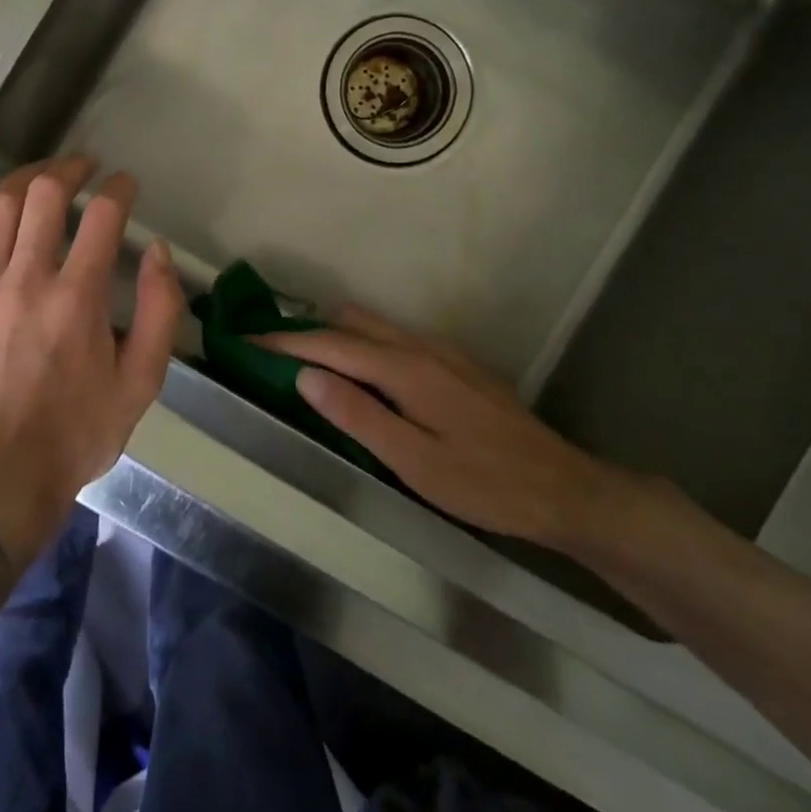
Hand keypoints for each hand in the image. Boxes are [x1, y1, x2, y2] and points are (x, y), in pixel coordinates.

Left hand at [0, 154, 185, 559]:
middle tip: (83, 167)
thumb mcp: (140, 385)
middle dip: (70, 167)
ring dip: (24, 182)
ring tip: (39, 181)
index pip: (104, 216)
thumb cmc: (73, 436)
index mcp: (78, 298)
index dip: (120, 188)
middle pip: (45, 193)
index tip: (125, 184)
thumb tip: (158, 252)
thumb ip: (160, 313)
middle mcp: (27, 280)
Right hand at [259, 305, 615, 548]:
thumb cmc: (485, 484)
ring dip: (334, 334)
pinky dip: (362, 343)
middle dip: (306, 329)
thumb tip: (304, 375)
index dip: (284, 341)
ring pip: (374, 326)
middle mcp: (420, 347)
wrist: (564, 489)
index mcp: (405, 369)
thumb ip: (357, 415)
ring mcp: (441, 352)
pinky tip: (359, 373)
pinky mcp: (455, 364)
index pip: (330, 344)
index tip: (246, 340)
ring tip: (304, 358)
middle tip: (270, 350)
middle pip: (350, 322)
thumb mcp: (414, 462)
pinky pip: (394, 338)